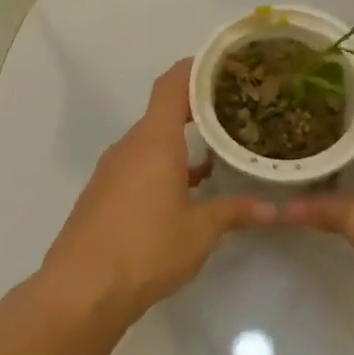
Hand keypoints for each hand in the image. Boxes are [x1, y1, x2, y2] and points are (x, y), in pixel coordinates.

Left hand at [39, 61, 275, 322]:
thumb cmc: (147, 250)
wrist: (82, 290)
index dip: (197, 68)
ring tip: (221, 147)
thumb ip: (234, 211)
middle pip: (162, 112)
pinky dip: (165, 166)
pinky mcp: (103, 195)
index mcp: (154, 142)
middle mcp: (129, 148)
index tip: (226, 64)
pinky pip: (139, 167)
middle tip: (238, 109)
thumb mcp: (200, 231)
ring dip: (182, 142)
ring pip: (151, 143)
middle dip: (199, 108)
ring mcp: (112, 172)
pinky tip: (189, 188)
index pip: (173, 85)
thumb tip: (271, 208)